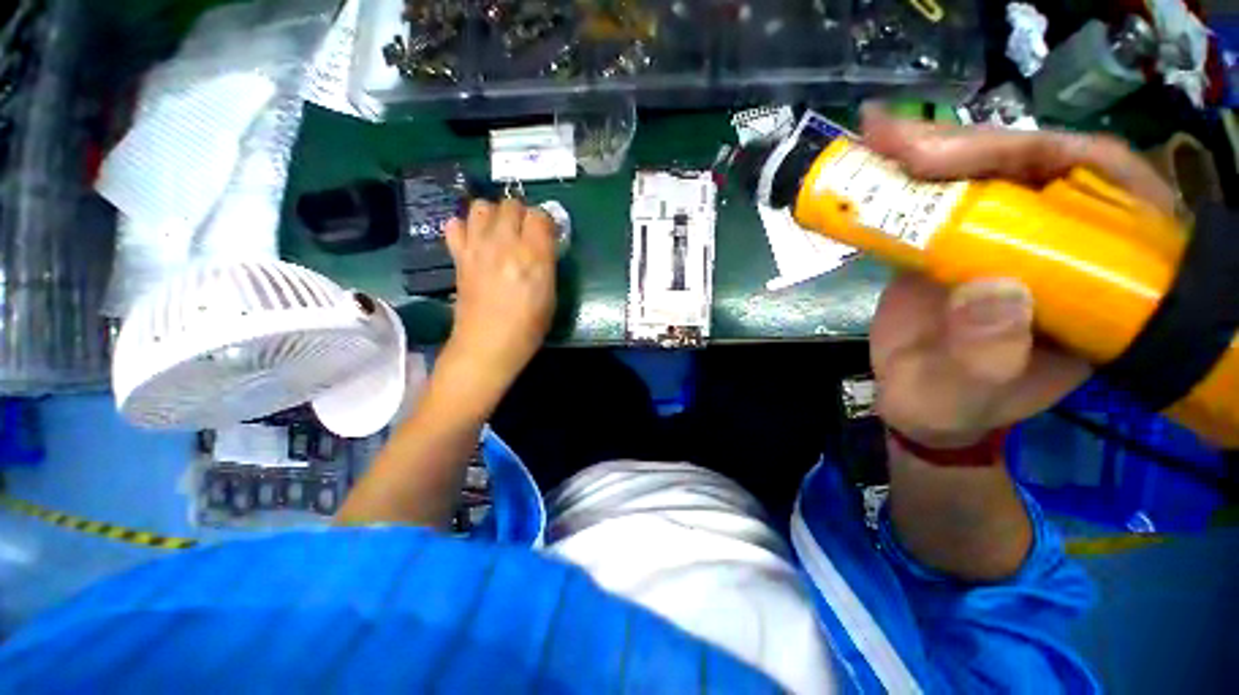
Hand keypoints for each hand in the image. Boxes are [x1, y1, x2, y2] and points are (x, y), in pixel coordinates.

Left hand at [442, 199, 556, 392]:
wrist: (488, 344)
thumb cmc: (528, 326)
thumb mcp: (550, 295)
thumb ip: (547, 264)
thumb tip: (543, 246)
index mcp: (533, 255)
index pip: (540, 215)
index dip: (545, 222)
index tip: (547, 235)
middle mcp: (504, 243)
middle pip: (510, 204)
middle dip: (520, 215)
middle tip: (524, 234)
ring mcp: (477, 247)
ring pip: (481, 206)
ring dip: (493, 215)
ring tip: (499, 233)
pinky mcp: (459, 256)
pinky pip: (454, 224)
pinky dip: (465, 227)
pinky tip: (475, 241)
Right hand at [860, 105, 1177, 446]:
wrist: (917, 401)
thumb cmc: (954, 406)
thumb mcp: (970, 395)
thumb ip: (988, 358)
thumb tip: (992, 289)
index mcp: (1095, 282)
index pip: (1102, 189)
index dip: (1042, 156)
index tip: (966, 158)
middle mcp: (1060, 243)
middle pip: (1034, 163)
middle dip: (967, 145)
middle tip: (895, 141)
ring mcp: (1005, 235)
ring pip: (983, 169)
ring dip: (930, 149)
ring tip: (876, 137)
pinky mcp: (957, 237)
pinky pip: (940, 192)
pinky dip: (906, 174)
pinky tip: (876, 158)